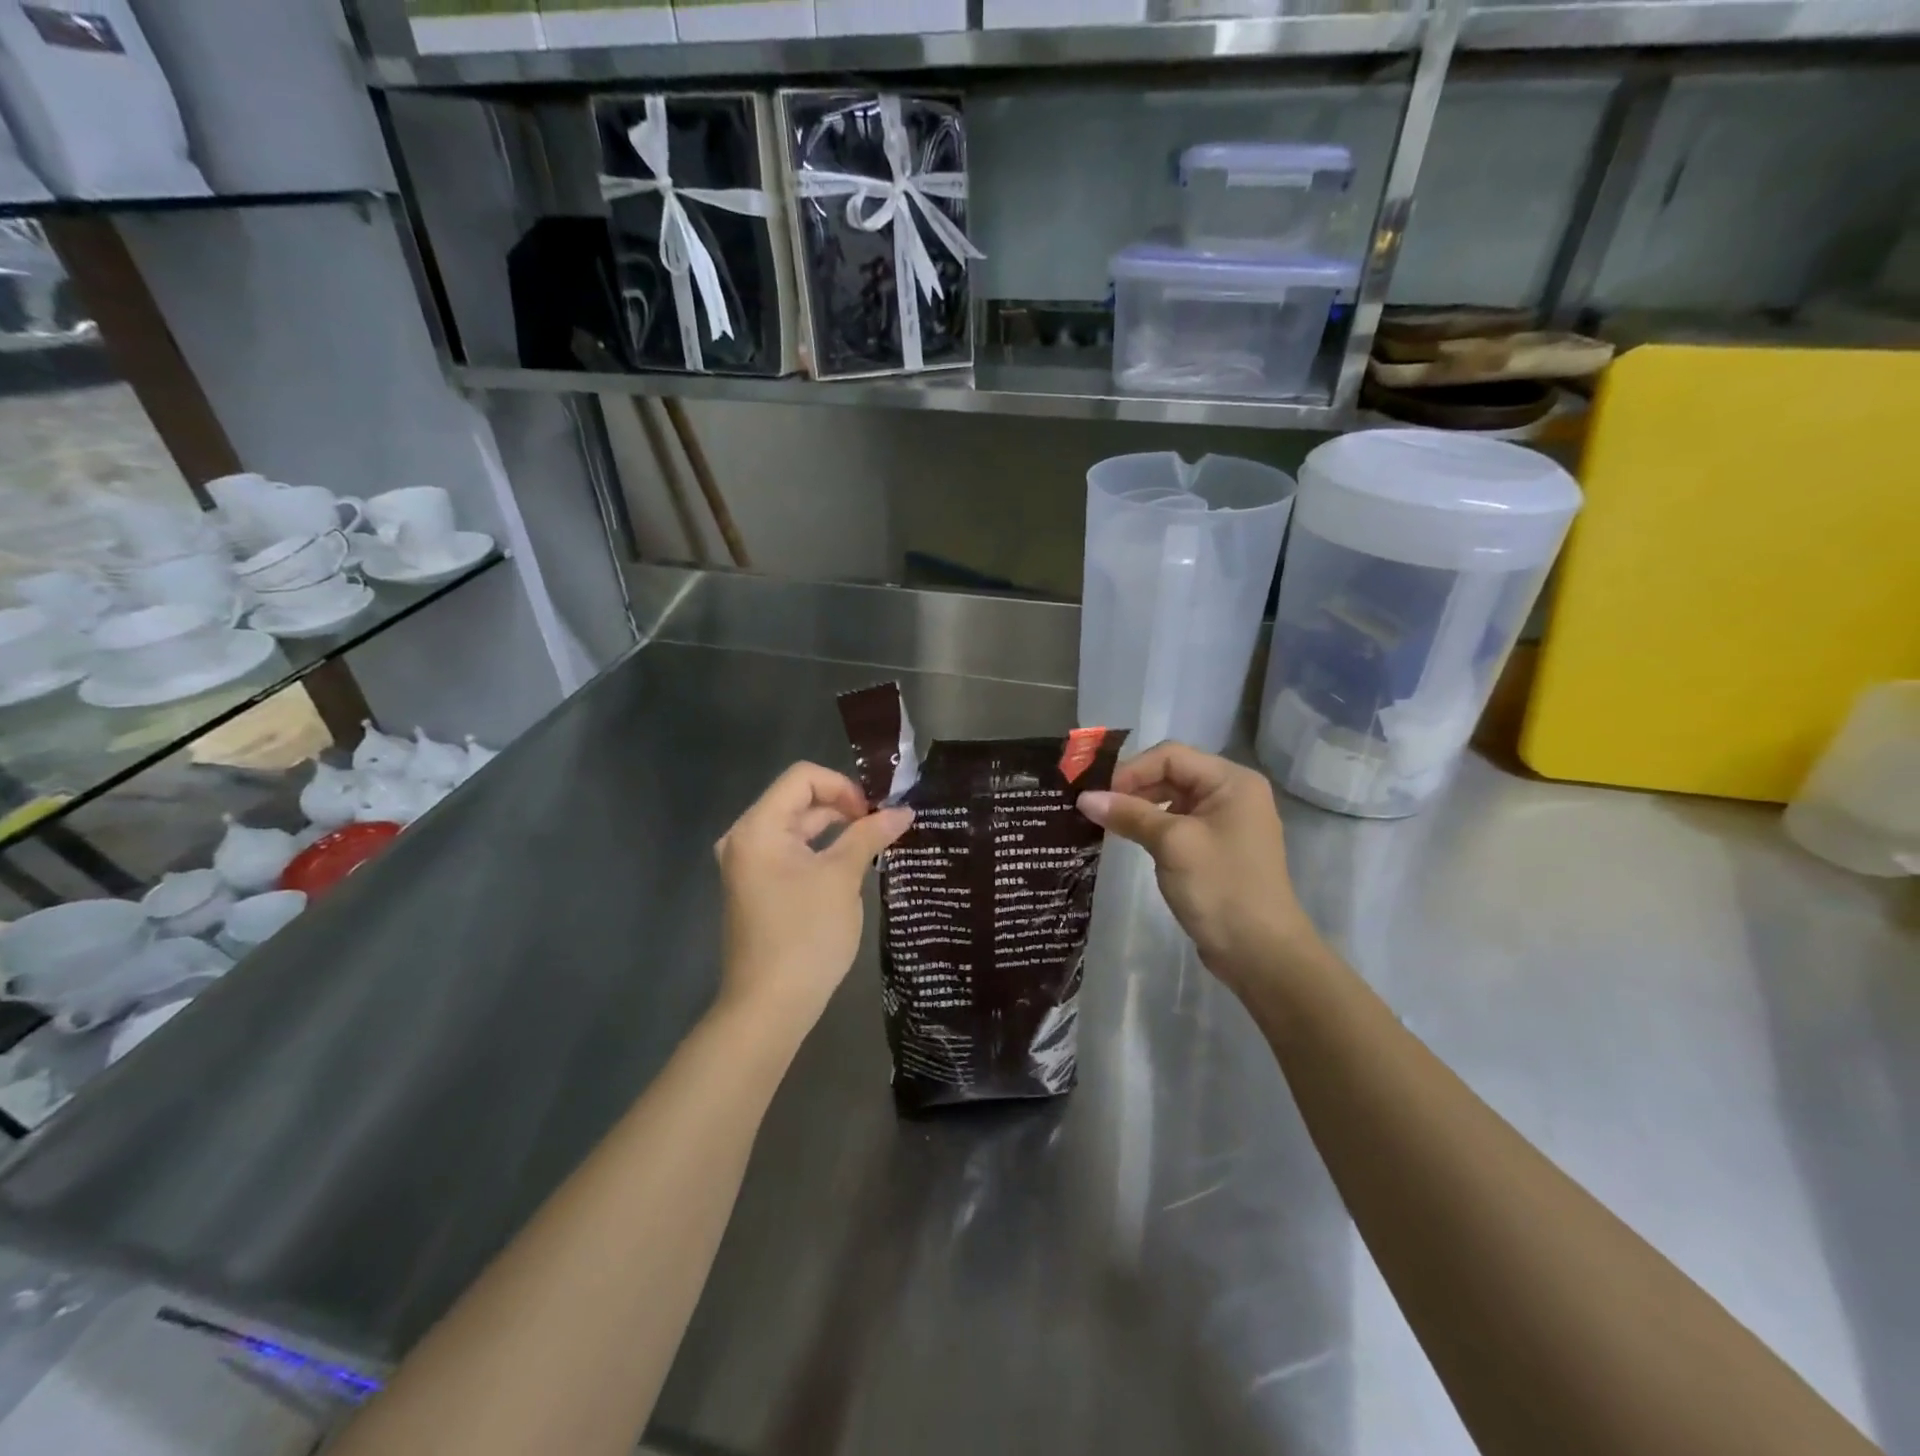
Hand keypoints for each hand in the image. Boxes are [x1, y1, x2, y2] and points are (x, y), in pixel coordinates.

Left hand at [714, 762, 912, 1032]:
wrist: (770, 1006)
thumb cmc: (805, 935)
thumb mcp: (842, 878)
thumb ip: (870, 836)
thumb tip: (903, 810)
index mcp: (758, 828)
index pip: (803, 778)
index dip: (843, 786)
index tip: (874, 813)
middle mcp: (746, 838)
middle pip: (799, 800)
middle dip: (843, 807)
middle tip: (884, 826)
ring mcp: (749, 865)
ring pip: (798, 828)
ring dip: (836, 830)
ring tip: (876, 843)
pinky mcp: (758, 887)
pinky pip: (792, 853)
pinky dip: (821, 852)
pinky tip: (852, 866)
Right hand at [1079, 743, 1322, 995]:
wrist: (1260, 953)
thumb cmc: (1221, 887)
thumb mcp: (1172, 844)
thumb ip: (1129, 814)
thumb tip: (1084, 798)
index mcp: (1232, 781)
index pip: (1171, 757)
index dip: (1131, 770)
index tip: (1097, 794)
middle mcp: (1232, 793)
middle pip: (1172, 775)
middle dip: (1133, 788)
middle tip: (1095, 808)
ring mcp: (1225, 822)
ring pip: (1172, 800)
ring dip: (1139, 808)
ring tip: (1105, 823)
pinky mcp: (1216, 848)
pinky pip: (1178, 824)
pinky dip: (1152, 826)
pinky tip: (1129, 838)